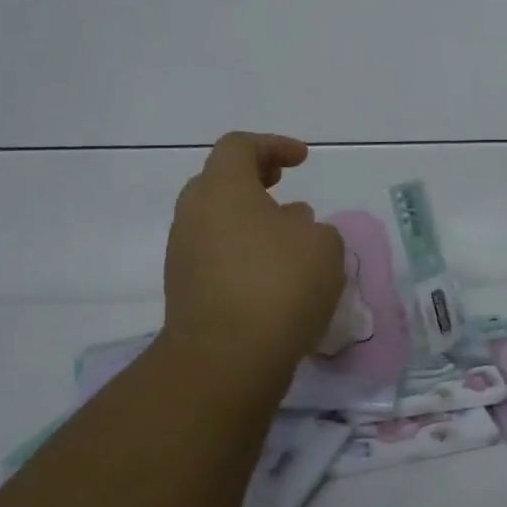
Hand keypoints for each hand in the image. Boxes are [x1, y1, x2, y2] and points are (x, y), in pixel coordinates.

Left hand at [162, 132, 345, 380]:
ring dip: (249, 218)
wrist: (224, 361)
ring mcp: (183, 254)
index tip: (302, 160)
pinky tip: (272, 273)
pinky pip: (214, 254)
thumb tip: (291, 229)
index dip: (273, 145)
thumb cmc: (279, 285)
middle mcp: (194, 214)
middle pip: (218, 180)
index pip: (239, 146)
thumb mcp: (324, 245)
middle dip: (253, 178)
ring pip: (215, 219)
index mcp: (223, 189)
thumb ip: (313, 227)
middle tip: (282, 186)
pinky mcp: (183, 291)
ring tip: (287, 235)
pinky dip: (241, 250)